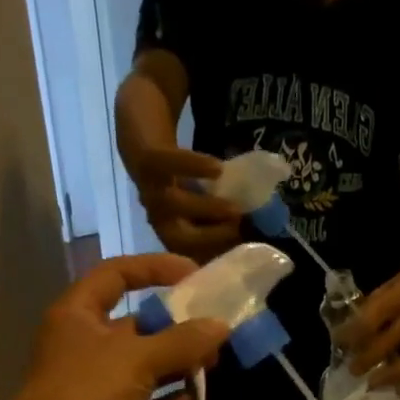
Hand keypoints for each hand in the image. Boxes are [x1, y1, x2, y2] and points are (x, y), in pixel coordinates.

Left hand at [4, 255, 227, 399]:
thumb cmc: (86, 394)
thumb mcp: (137, 359)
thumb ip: (181, 341)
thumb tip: (221, 326)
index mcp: (80, 314)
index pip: (117, 275)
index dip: (154, 269)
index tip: (193, 275)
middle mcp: (89, 344)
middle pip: (140, 325)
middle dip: (178, 328)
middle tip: (215, 333)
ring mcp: (100, 383)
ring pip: (147, 367)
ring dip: (179, 366)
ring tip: (213, 367)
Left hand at [129, 146, 242, 261]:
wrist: (143, 141)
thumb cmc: (182, 182)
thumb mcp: (201, 208)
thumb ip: (221, 223)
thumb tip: (257, 237)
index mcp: (174, 236)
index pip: (195, 256)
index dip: (217, 259)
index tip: (246, 255)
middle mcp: (160, 220)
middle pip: (179, 239)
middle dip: (209, 239)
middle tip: (239, 232)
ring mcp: (151, 190)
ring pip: (174, 205)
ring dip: (206, 208)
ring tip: (235, 208)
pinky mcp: (148, 159)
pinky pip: (167, 164)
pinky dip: (192, 167)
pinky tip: (218, 169)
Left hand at [343, 255, 399, 390]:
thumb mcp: (386, 288)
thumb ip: (369, 311)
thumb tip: (346, 337)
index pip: (372, 319)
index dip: (352, 333)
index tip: (338, 341)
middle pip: (390, 344)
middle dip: (367, 360)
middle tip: (353, 370)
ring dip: (391, 377)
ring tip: (373, 385)